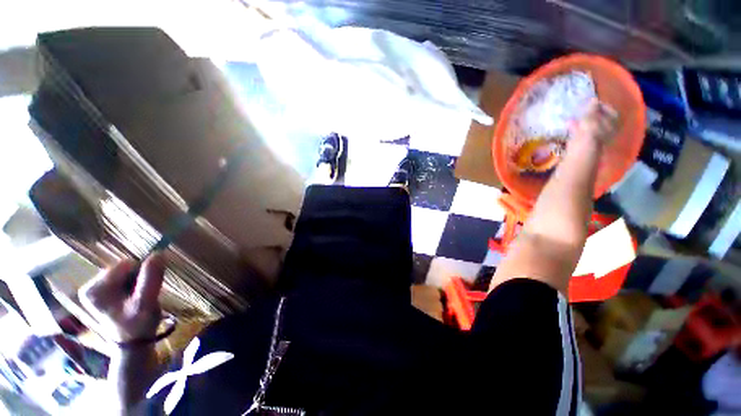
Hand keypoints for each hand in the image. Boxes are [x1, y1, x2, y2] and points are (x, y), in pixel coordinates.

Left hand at [80, 254, 165, 343]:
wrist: (133, 344)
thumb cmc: (138, 325)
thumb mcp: (146, 302)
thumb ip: (151, 277)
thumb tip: (159, 253)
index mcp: (95, 288)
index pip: (126, 265)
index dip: (142, 274)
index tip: (145, 291)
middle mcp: (90, 286)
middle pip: (124, 268)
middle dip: (138, 279)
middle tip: (142, 297)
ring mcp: (93, 290)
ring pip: (125, 273)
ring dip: (136, 283)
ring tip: (138, 300)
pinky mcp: (100, 293)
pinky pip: (122, 279)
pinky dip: (132, 287)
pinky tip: (133, 300)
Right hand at [570, 99, 617, 145]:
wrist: (582, 148)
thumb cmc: (590, 130)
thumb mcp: (591, 115)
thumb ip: (592, 107)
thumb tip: (594, 99)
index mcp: (613, 122)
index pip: (611, 111)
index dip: (602, 105)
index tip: (593, 102)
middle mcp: (608, 129)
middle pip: (601, 119)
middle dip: (592, 114)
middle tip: (584, 108)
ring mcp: (597, 136)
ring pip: (591, 125)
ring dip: (583, 120)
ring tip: (575, 115)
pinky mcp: (586, 141)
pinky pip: (582, 131)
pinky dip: (576, 127)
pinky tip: (569, 123)